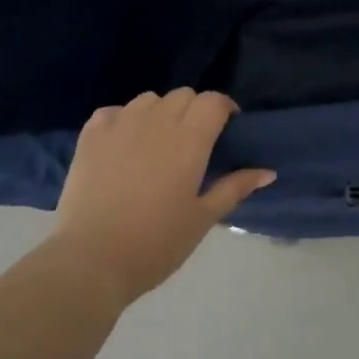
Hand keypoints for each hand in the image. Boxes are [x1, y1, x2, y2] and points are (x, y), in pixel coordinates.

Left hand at [51, 89, 274, 308]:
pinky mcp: (90, 136)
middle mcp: (156, 122)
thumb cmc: (155, 244)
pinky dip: (124, 119)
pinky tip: (124, 143)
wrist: (90, 262)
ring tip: (159, 141)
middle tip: (195, 141)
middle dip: (195, 110)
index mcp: (189, 140)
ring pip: (149, 99)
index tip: (227, 128)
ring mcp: (120, 125)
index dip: (224, 108)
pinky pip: (114, 111)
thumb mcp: (203, 218)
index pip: (213, 101)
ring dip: (161, 112)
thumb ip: (235, 188)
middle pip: (184, 95)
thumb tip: (268, 171)